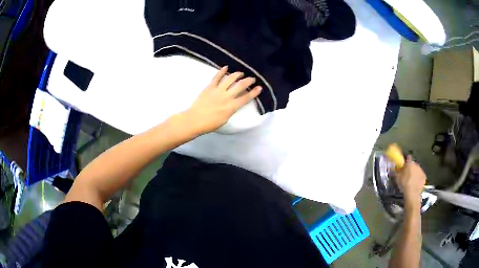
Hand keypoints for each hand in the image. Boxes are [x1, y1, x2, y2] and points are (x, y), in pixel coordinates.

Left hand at [182, 66, 261, 134]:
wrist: (194, 120)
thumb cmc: (210, 124)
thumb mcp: (225, 119)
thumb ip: (231, 110)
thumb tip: (234, 103)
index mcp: (231, 107)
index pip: (246, 98)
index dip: (254, 92)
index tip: (259, 87)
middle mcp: (226, 97)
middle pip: (241, 86)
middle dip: (249, 81)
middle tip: (252, 79)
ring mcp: (217, 90)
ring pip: (230, 79)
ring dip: (237, 74)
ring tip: (241, 73)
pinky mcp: (209, 87)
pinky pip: (216, 77)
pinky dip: (221, 71)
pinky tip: (226, 67)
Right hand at [395, 156, 426, 201]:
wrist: (412, 193)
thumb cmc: (404, 183)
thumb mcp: (397, 177)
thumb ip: (396, 171)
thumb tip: (393, 167)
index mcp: (409, 163)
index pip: (408, 158)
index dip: (406, 161)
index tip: (404, 165)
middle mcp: (416, 164)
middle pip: (413, 164)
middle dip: (411, 168)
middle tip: (407, 175)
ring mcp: (421, 170)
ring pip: (417, 170)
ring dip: (415, 173)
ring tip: (411, 181)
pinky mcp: (424, 177)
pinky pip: (421, 176)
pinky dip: (419, 179)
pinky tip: (416, 184)